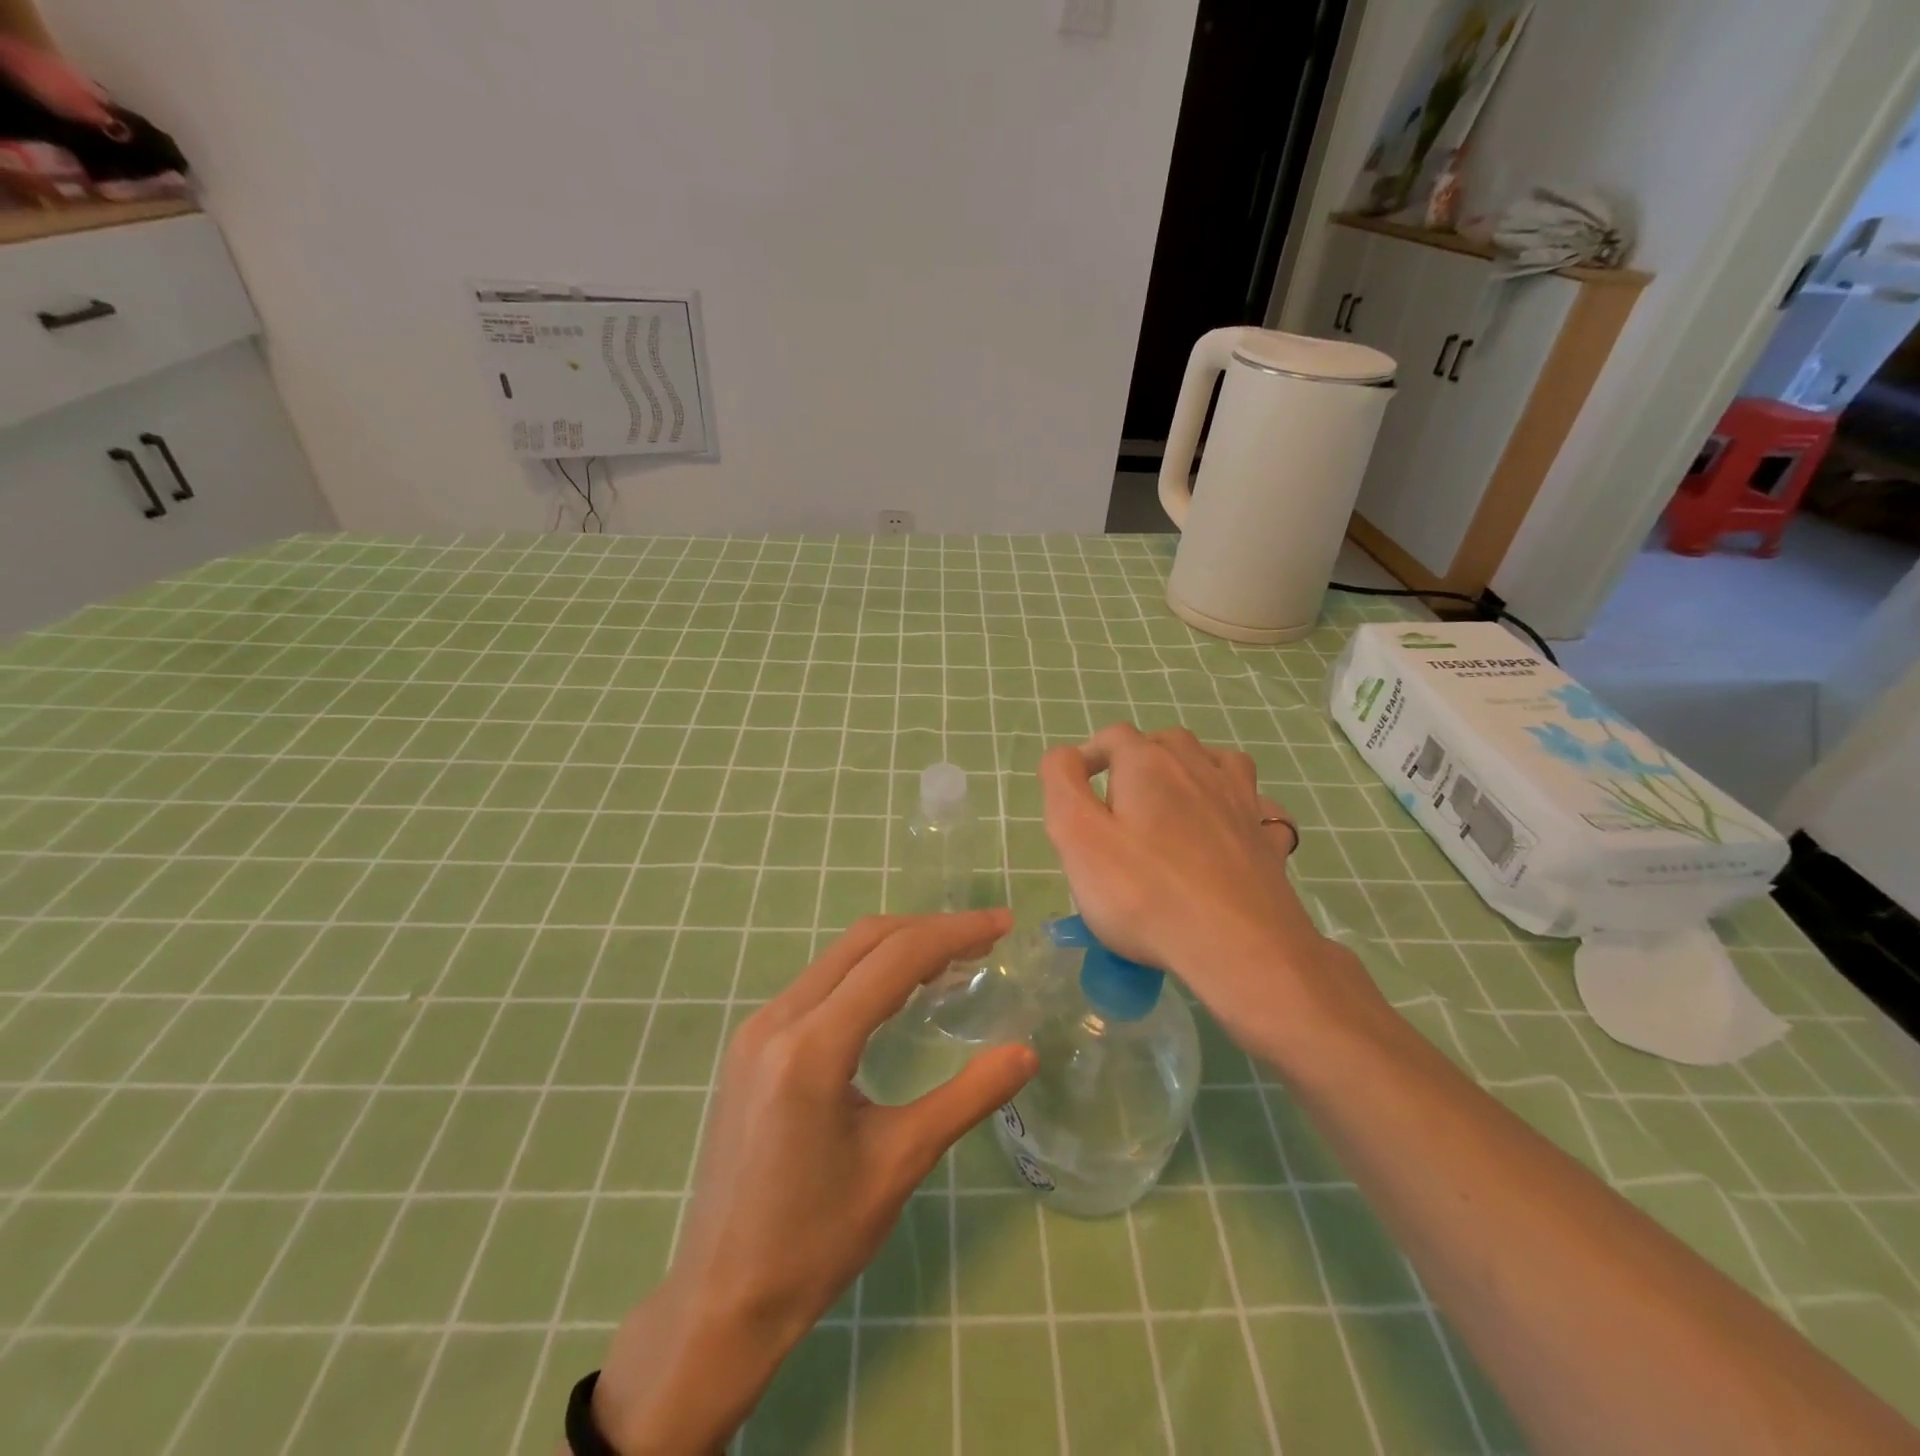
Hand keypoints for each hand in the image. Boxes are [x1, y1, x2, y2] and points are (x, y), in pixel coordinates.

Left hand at [589, 910, 1036, 1454]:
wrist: (721, 1299)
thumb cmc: (815, 1240)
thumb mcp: (900, 1163)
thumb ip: (967, 1098)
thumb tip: (1026, 1053)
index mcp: (812, 1047)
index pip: (894, 959)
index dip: (953, 933)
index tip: (1001, 924)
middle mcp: (777, 1020)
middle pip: (864, 942)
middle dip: (928, 929)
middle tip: (984, 938)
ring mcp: (757, 1028)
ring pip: (838, 957)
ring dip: (897, 947)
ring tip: (952, 958)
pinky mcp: (751, 1044)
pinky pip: (818, 983)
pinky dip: (866, 972)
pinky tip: (897, 991)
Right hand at [1039, 723, 1383, 1060]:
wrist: (1238, 947)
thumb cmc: (1143, 892)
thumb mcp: (1077, 836)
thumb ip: (1061, 783)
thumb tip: (1064, 756)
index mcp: (1148, 764)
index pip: (1113, 737)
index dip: (1088, 755)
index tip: (1074, 790)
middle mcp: (1198, 768)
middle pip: (1165, 742)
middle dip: (1137, 760)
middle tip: (1116, 803)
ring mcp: (1241, 802)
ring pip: (1216, 761)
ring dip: (1190, 769)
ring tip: (1172, 801)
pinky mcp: (1266, 839)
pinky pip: (1256, 805)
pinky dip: (1237, 805)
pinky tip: (1227, 827)